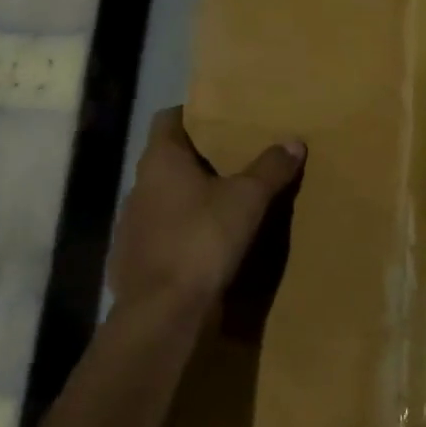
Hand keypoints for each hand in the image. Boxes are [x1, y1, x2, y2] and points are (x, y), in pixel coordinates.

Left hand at [110, 107, 305, 309]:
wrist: (164, 311)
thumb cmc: (203, 239)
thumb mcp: (248, 199)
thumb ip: (271, 168)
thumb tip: (293, 141)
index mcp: (161, 161)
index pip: (169, 119)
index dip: (193, 115)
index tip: (221, 119)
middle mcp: (139, 185)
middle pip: (168, 159)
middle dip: (199, 159)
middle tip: (236, 160)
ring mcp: (131, 224)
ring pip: (164, 197)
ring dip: (189, 197)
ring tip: (224, 203)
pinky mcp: (133, 258)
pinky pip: (161, 232)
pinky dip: (181, 231)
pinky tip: (205, 244)